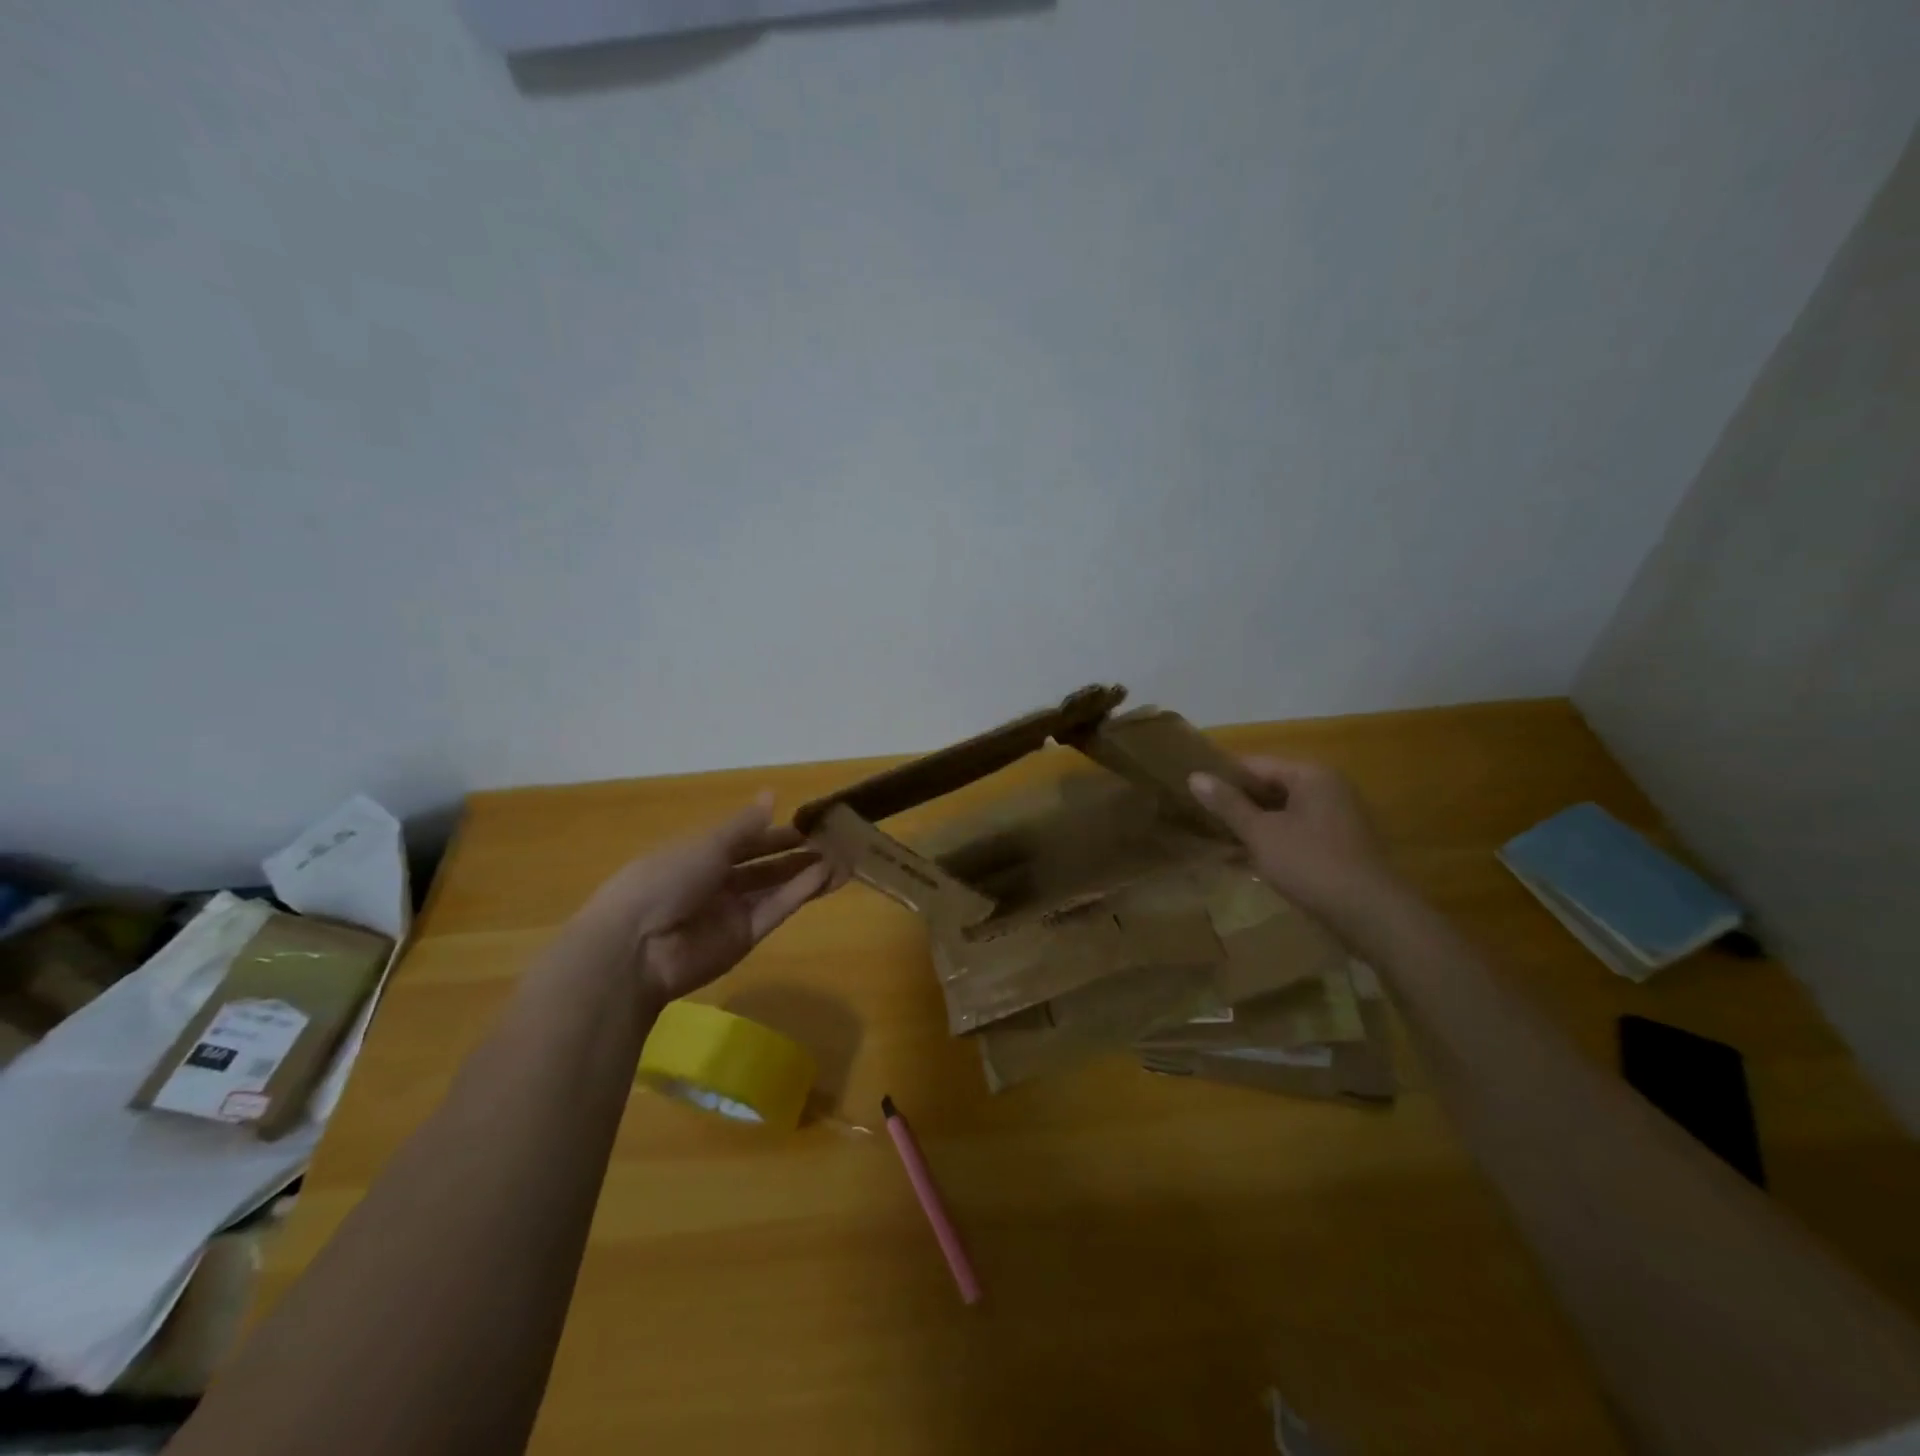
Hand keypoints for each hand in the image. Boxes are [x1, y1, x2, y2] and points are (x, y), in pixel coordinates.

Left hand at [575, 794, 838, 1002]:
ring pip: (776, 888)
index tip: (811, 824)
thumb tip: (772, 795)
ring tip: (844, 860)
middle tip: (836, 842)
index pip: (746, 841)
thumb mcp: (707, 843)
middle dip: (797, 854)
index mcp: (700, 855)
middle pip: (765, 866)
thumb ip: (745, 825)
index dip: (776, 832)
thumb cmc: (666, 878)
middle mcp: (718, 882)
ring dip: (807, 873)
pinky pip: (776, 910)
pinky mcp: (745, 937)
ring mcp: (732, 912)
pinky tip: (826, 876)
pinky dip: (800, 893)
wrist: (637, 946)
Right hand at [1188, 757, 1401, 928]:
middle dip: (1238, 803)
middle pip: (1271, 786)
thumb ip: (1228, 804)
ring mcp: (1338, 817)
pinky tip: (1248, 860)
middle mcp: (1329, 788)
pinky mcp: (1341, 844)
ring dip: (1254, 825)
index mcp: (1311, 775)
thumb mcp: (1260, 833)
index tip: (1194, 793)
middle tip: (1201, 818)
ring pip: (1283, 812)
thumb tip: (1195, 776)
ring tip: (1219, 839)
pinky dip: (1274, 840)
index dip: (1223, 777)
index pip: (1256, 764)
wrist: (1371, 914)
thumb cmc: (1311, 864)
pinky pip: (1298, 832)